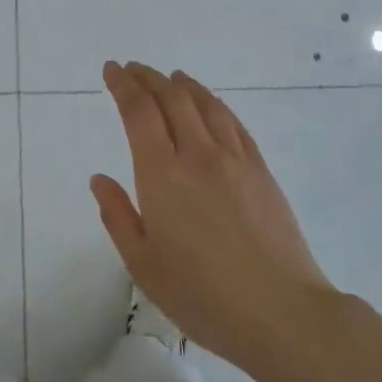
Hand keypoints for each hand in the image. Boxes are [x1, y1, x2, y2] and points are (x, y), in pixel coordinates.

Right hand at [91, 62, 333, 368]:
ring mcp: (234, 159)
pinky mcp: (261, 170)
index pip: (138, 111)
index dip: (123, 85)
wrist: (282, 313)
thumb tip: (100, 179)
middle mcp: (197, 155)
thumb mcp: (143, 265)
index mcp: (161, 174)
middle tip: (132, 68)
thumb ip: (118, 216)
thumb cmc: (203, 296)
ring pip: (205, 104)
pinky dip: (214, 103)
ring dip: (182, 84)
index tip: (111, 70)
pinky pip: (233, 123)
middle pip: (171, 98)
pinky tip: (208, 104)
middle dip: (148, 77)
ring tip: (169, 77)